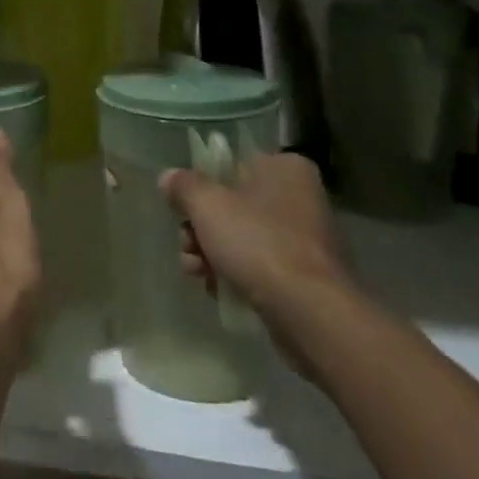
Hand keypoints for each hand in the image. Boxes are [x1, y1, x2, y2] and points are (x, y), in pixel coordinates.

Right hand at [160, 152, 357, 366]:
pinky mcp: (306, 276)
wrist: (309, 313)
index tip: (182, 208)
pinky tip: (216, 289)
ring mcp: (306, 239)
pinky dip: (235, 274)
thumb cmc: (258, 243)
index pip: (232, 165)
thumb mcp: (207, 205)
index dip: (202, 186)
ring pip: (243, 237)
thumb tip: (168, 178)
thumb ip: (183, 186)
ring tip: (195, 271)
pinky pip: (260, 265)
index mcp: (285, 168)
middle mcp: (301, 197)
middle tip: (186, 244)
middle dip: (201, 227)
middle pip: (234, 204)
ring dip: (211, 252)